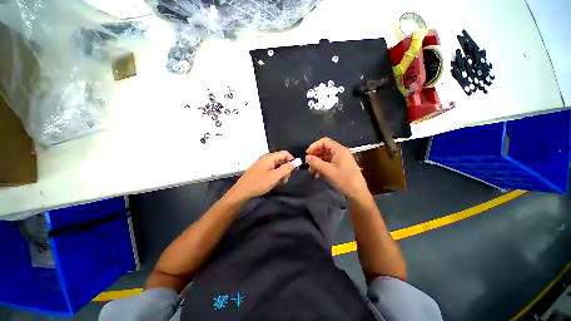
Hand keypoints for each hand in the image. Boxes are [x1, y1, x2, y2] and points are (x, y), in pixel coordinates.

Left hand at [228, 151, 294, 201]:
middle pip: (282, 159)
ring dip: (281, 173)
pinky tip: (274, 182)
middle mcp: (266, 158)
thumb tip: (295, 163)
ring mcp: (263, 163)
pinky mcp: (261, 169)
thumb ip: (286, 168)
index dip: (292, 160)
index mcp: (270, 157)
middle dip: (286, 169)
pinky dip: (275, 175)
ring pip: (277, 165)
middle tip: (285, 179)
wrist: (242, 191)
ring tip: (279, 182)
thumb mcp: (275, 176)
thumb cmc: (259, 183)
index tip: (295, 170)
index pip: (285, 153)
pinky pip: (272, 169)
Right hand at [305, 137, 368, 198]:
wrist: (357, 193)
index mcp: (339, 150)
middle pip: (324, 149)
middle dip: (315, 156)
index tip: (307, 155)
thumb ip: (315, 162)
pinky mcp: (340, 167)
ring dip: (317, 163)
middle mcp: (340, 152)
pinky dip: (322, 168)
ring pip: (325, 157)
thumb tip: (306, 157)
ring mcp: (340, 160)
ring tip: (312, 172)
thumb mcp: (327, 170)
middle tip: (308, 165)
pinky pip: (328, 164)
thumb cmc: (343, 179)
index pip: (324, 141)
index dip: (314, 146)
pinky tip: (318, 175)